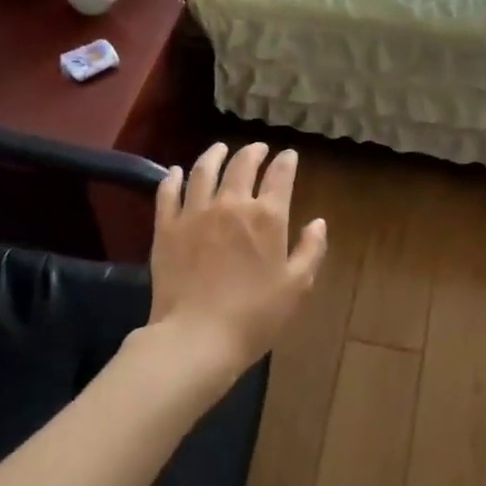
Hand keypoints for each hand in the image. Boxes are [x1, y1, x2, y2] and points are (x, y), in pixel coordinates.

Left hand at [147, 142, 327, 390]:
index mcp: (267, 217)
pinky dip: (174, 177)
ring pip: (204, 170)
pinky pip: (168, 192)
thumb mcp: (297, 286)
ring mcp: (195, 212)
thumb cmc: (255, 315)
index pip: (280, 176)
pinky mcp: (166, 227)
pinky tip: (177, 171)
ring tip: (220, 148)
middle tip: (258, 148)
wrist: (197, 336)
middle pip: (242, 165)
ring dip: (215, 155)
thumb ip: (311, 250)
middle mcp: (231, 204)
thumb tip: (318, 222)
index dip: (286, 161)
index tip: (289, 155)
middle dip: (253, 152)